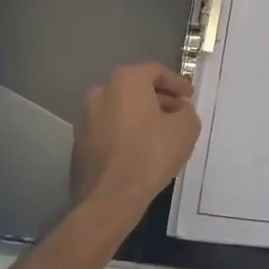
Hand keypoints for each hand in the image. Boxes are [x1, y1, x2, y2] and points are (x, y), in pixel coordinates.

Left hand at [70, 63, 201, 223]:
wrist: (111, 197)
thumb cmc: (151, 154)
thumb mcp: (186, 128)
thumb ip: (186, 111)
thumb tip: (179, 110)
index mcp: (126, 80)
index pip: (156, 71)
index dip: (177, 83)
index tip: (190, 97)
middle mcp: (101, 91)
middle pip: (136, 88)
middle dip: (159, 99)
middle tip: (178, 114)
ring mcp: (85, 117)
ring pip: (120, 109)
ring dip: (140, 116)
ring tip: (160, 134)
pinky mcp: (79, 141)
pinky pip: (108, 128)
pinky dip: (125, 132)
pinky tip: (139, 149)